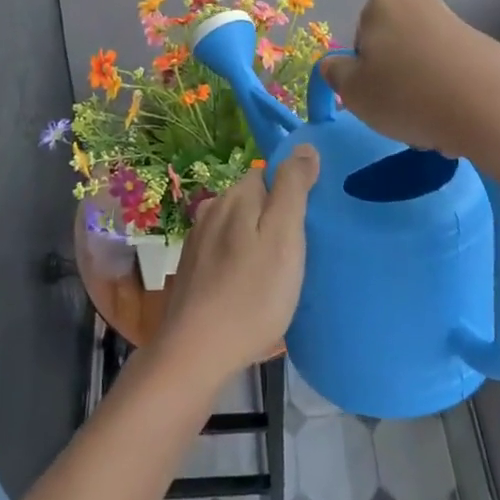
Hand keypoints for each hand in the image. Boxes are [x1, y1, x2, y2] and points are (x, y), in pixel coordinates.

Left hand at [158, 148, 318, 385]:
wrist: (197, 352)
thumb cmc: (252, 294)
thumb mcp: (284, 237)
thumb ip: (293, 188)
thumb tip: (305, 146)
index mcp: (235, 196)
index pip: (268, 175)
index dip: (291, 194)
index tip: (309, 226)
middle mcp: (212, 209)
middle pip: (253, 200)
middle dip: (274, 217)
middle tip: (298, 253)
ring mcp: (197, 241)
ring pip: (237, 227)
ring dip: (256, 241)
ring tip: (277, 274)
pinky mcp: (191, 270)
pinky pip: (224, 252)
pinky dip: (239, 262)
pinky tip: (250, 288)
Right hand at [317, 0, 499, 157]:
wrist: (491, 107)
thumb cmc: (407, 95)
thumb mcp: (353, 92)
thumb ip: (335, 74)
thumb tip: (333, 65)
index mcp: (381, 4)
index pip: (360, 40)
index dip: (363, 73)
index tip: (373, 98)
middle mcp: (419, 3)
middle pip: (393, 49)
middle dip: (394, 80)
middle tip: (399, 113)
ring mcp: (455, 23)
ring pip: (424, 64)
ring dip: (422, 92)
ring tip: (431, 124)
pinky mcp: (485, 47)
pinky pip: (453, 74)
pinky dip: (450, 95)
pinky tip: (456, 120)